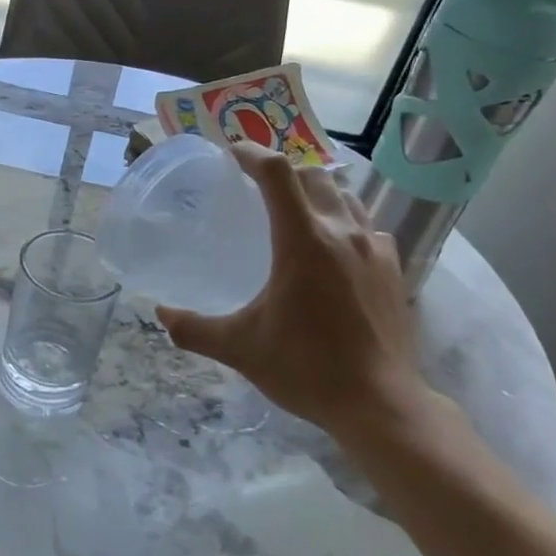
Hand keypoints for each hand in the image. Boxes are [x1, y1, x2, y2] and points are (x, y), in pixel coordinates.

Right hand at [156, 143, 436, 447]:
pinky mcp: (394, 268)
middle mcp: (342, 232)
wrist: (380, 403)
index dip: (251, 153)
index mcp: (303, 241)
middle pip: (313, 175)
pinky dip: (343, 221)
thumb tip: (160, 313)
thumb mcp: (240, 348)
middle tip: (257, 185)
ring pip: (345, 196)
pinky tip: (332, 248)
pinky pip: (366, 225)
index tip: (231, 152)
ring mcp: (375, 248)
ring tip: (294, 210)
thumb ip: (194, 329)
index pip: (276, 173)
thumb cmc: (305, 368)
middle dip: (282, 170)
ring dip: (316, 191)